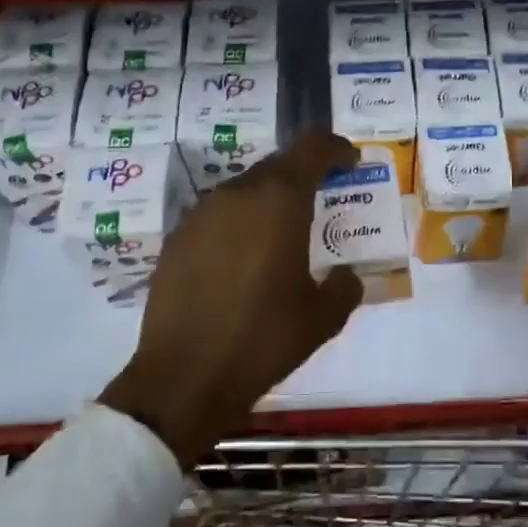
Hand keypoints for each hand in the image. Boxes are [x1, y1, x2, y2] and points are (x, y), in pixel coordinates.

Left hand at [102, 132, 362, 464]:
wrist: (184, 378)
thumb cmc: (263, 339)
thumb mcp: (323, 318)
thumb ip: (344, 286)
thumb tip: (344, 276)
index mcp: (279, 201)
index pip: (312, 148)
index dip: (336, 148)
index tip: (351, 162)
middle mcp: (237, 194)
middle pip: (277, 165)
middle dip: (304, 176)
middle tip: (323, 200)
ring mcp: (200, 214)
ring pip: (245, 189)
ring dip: (269, 200)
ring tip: (283, 234)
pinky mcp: (176, 239)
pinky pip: (218, 216)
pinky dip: (239, 224)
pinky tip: (244, 260)